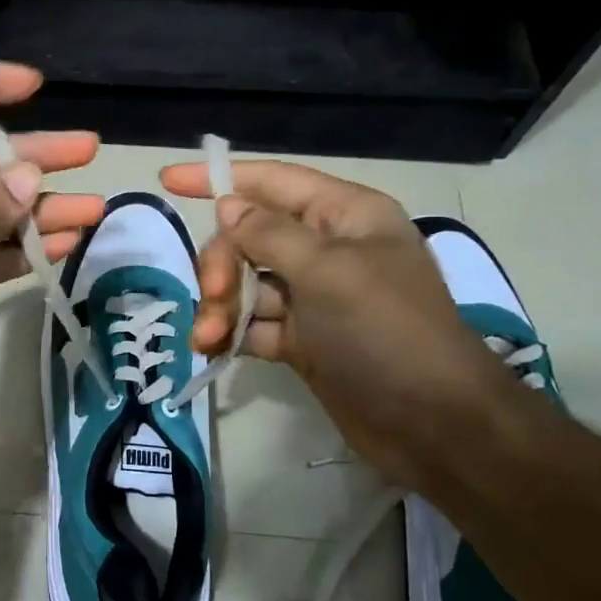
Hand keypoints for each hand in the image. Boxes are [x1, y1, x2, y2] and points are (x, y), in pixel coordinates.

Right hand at [158, 159, 513, 489]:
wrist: (432, 423)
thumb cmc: (385, 331)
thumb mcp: (327, 271)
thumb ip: (270, 234)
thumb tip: (229, 206)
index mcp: (344, 216)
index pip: (272, 182)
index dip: (219, 178)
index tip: (168, 180)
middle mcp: (327, 249)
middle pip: (250, 237)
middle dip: (222, 263)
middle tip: (212, 295)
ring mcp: (313, 297)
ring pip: (246, 284)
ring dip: (220, 306)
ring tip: (208, 338)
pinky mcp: (302, 339)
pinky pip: (253, 324)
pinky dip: (231, 334)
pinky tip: (213, 349)